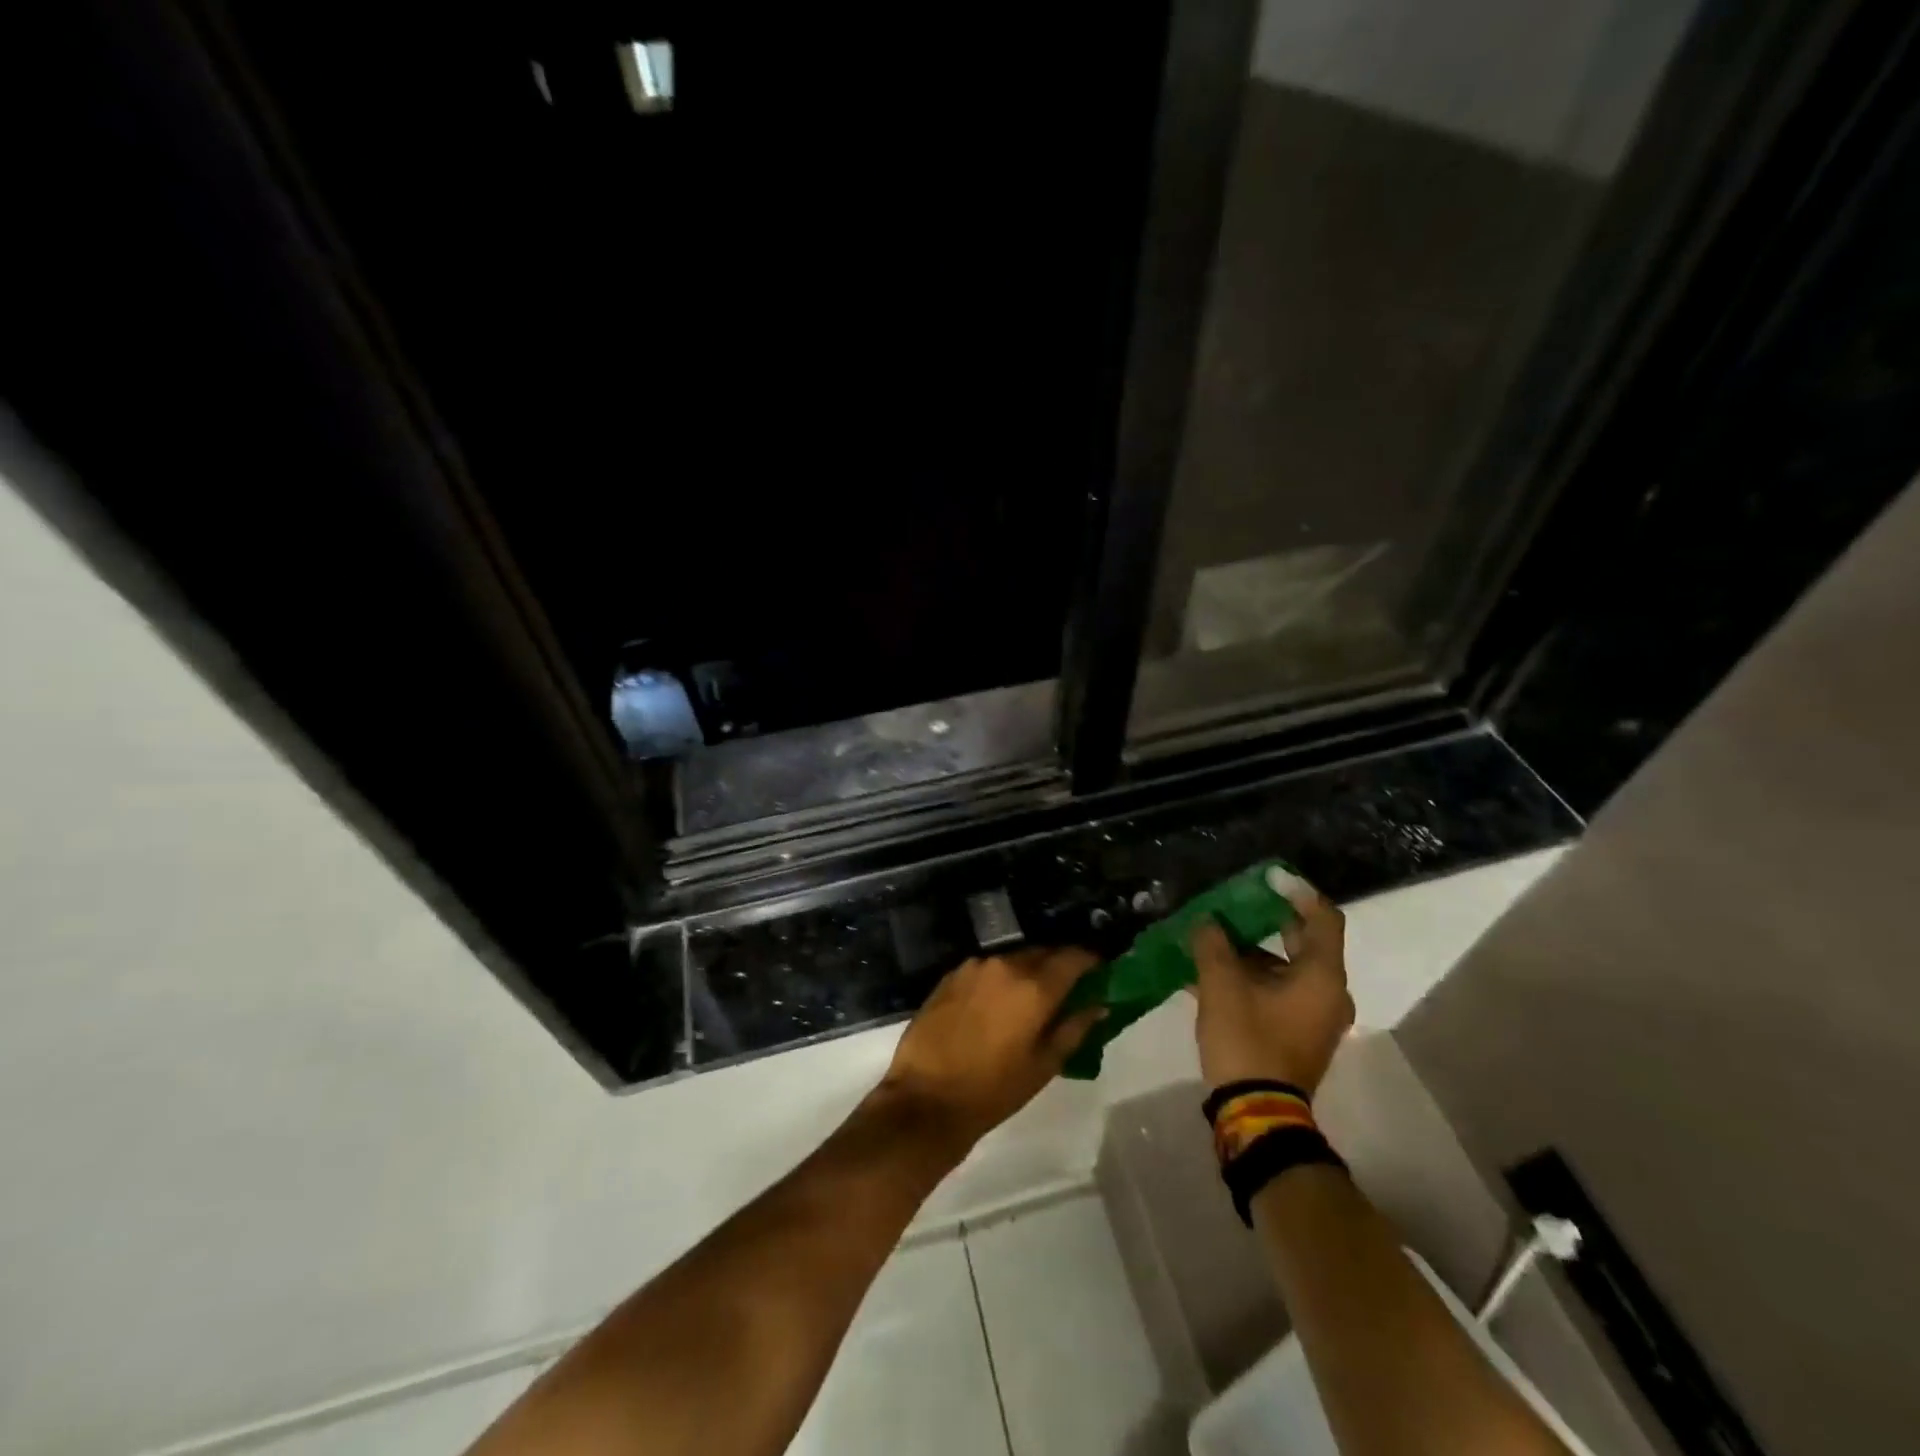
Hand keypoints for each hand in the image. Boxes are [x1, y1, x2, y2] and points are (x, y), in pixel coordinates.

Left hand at [876, 948, 1104, 1156]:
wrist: (926, 1098)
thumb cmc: (993, 1089)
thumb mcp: (1044, 1066)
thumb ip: (1074, 1029)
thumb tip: (1098, 1005)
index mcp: (1034, 986)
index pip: (1073, 956)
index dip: (1090, 959)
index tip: (1100, 968)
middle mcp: (1005, 965)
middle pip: (1042, 952)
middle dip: (1059, 964)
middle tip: (1068, 986)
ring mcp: (974, 966)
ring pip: (1013, 958)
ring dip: (1028, 970)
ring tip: (1032, 996)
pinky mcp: (951, 975)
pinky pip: (987, 967)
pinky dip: (1000, 977)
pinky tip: (998, 1001)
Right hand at [1192, 870, 1353, 1094]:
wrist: (1257, 1114)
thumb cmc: (1248, 1041)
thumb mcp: (1221, 986)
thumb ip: (1213, 945)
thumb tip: (1207, 922)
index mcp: (1322, 977)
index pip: (1322, 918)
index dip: (1297, 891)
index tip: (1268, 876)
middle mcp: (1328, 994)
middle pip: (1302, 942)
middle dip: (1265, 920)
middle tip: (1232, 903)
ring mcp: (1313, 1017)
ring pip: (1283, 968)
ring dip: (1248, 951)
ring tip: (1208, 938)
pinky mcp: (1296, 1034)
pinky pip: (1275, 992)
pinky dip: (1248, 978)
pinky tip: (1206, 974)